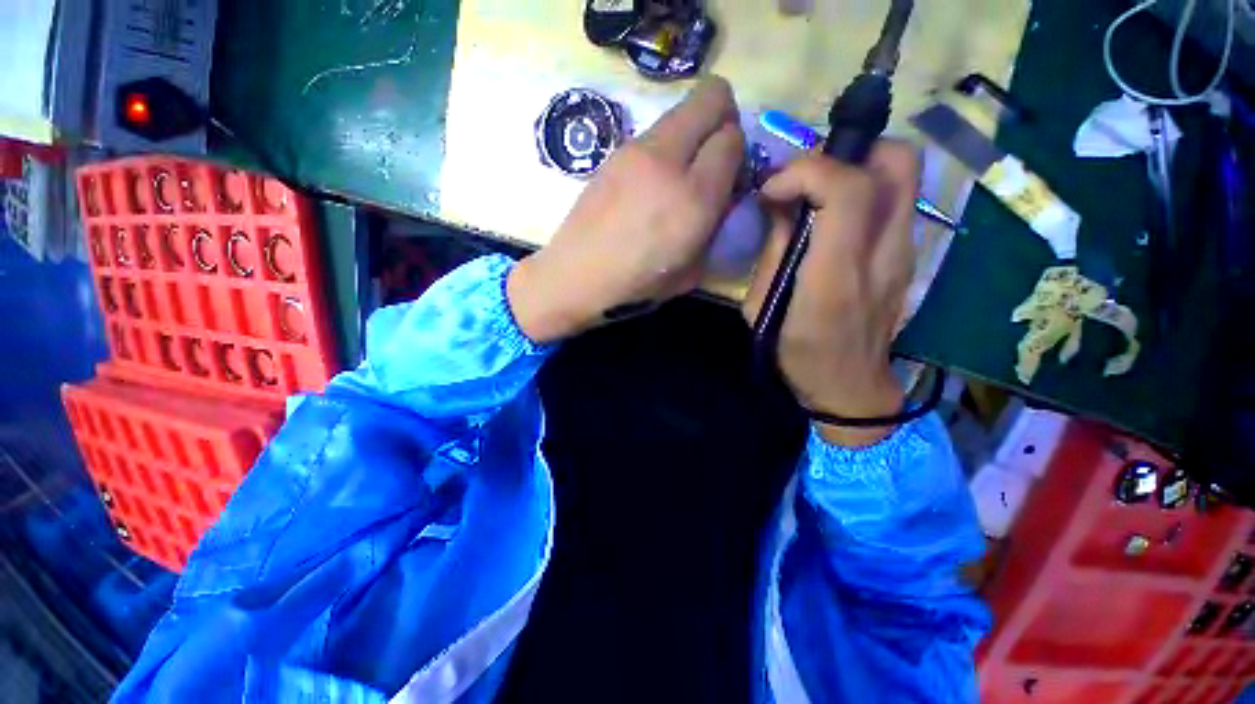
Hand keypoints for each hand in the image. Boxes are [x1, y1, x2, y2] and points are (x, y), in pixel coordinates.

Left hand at [508, 77, 744, 342]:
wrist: (577, 274)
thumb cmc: (636, 283)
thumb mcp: (691, 270)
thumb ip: (716, 228)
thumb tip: (724, 196)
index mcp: (694, 198)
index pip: (733, 139)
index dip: (738, 152)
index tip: (730, 174)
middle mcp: (668, 160)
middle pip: (712, 97)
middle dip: (724, 117)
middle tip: (714, 154)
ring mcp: (636, 149)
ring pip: (681, 110)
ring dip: (691, 132)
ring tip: (677, 174)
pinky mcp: (614, 151)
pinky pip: (654, 133)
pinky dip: (664, 147)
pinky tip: (650, 182)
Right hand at [743, 142, 919, 446]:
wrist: (850, 388)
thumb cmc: (797, 354)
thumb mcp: (761, 309)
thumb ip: (773, 252)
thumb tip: (779, 205)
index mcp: (836, 276)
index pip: (848, 190)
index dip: (807, 171)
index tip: (773, 189)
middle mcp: (883, 254)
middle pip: (899, 162)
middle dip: (850, 151)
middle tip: (807, 175)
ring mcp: (905, 253)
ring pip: (906, 172)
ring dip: (859, 164)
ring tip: (818, 189)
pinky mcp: (909, 255)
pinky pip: (897, 199)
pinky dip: (866, 188)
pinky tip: (833, 213)